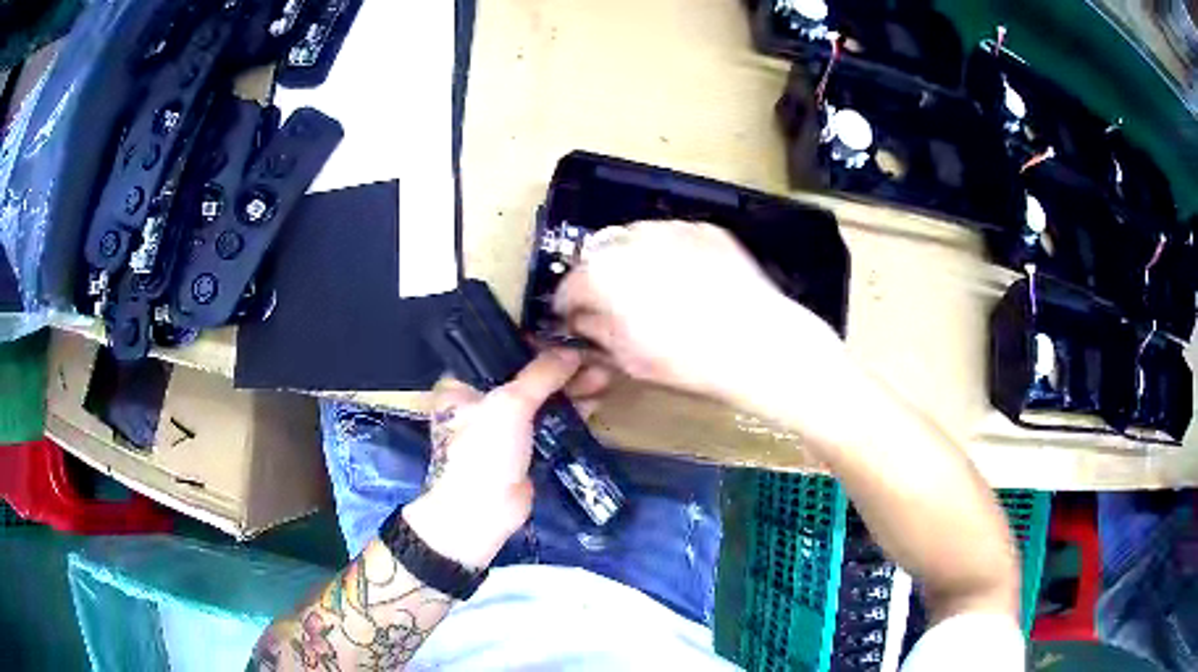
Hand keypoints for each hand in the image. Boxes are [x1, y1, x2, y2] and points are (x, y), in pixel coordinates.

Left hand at [402, 349, 610, 569]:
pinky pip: (549, 422)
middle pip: (525, 375)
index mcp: (462, 384)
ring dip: (571, 388)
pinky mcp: (523, 448)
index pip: (499, 352)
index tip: (566, 335)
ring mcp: (503, 426)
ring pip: (541, 399)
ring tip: (604, 377)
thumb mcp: (509, 405)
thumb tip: (572, 351)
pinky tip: (596, 400)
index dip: (533, 343)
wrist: (481, 515)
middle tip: (594, 359)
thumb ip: (541, 374)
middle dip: (561, 368)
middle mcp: (480, 400)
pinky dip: (570, 411)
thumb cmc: (484, 452)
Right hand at [553, 220, 843, 403]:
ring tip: (652, 289)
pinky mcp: (705, 229)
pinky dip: (668, 254)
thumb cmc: (689, 360)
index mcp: (604, 274)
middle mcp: (631, 239)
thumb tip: (581, 321)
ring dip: (632, 260)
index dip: (569, 305)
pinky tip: (686, 280)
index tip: (575, 318)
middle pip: (598, 253)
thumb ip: (595, 333)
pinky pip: (672, 237)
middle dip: (599, 277)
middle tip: (613, 304)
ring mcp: (671, 228)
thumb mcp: (629, 358)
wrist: (759, 343)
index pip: (570, 284)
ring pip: (635, 238)